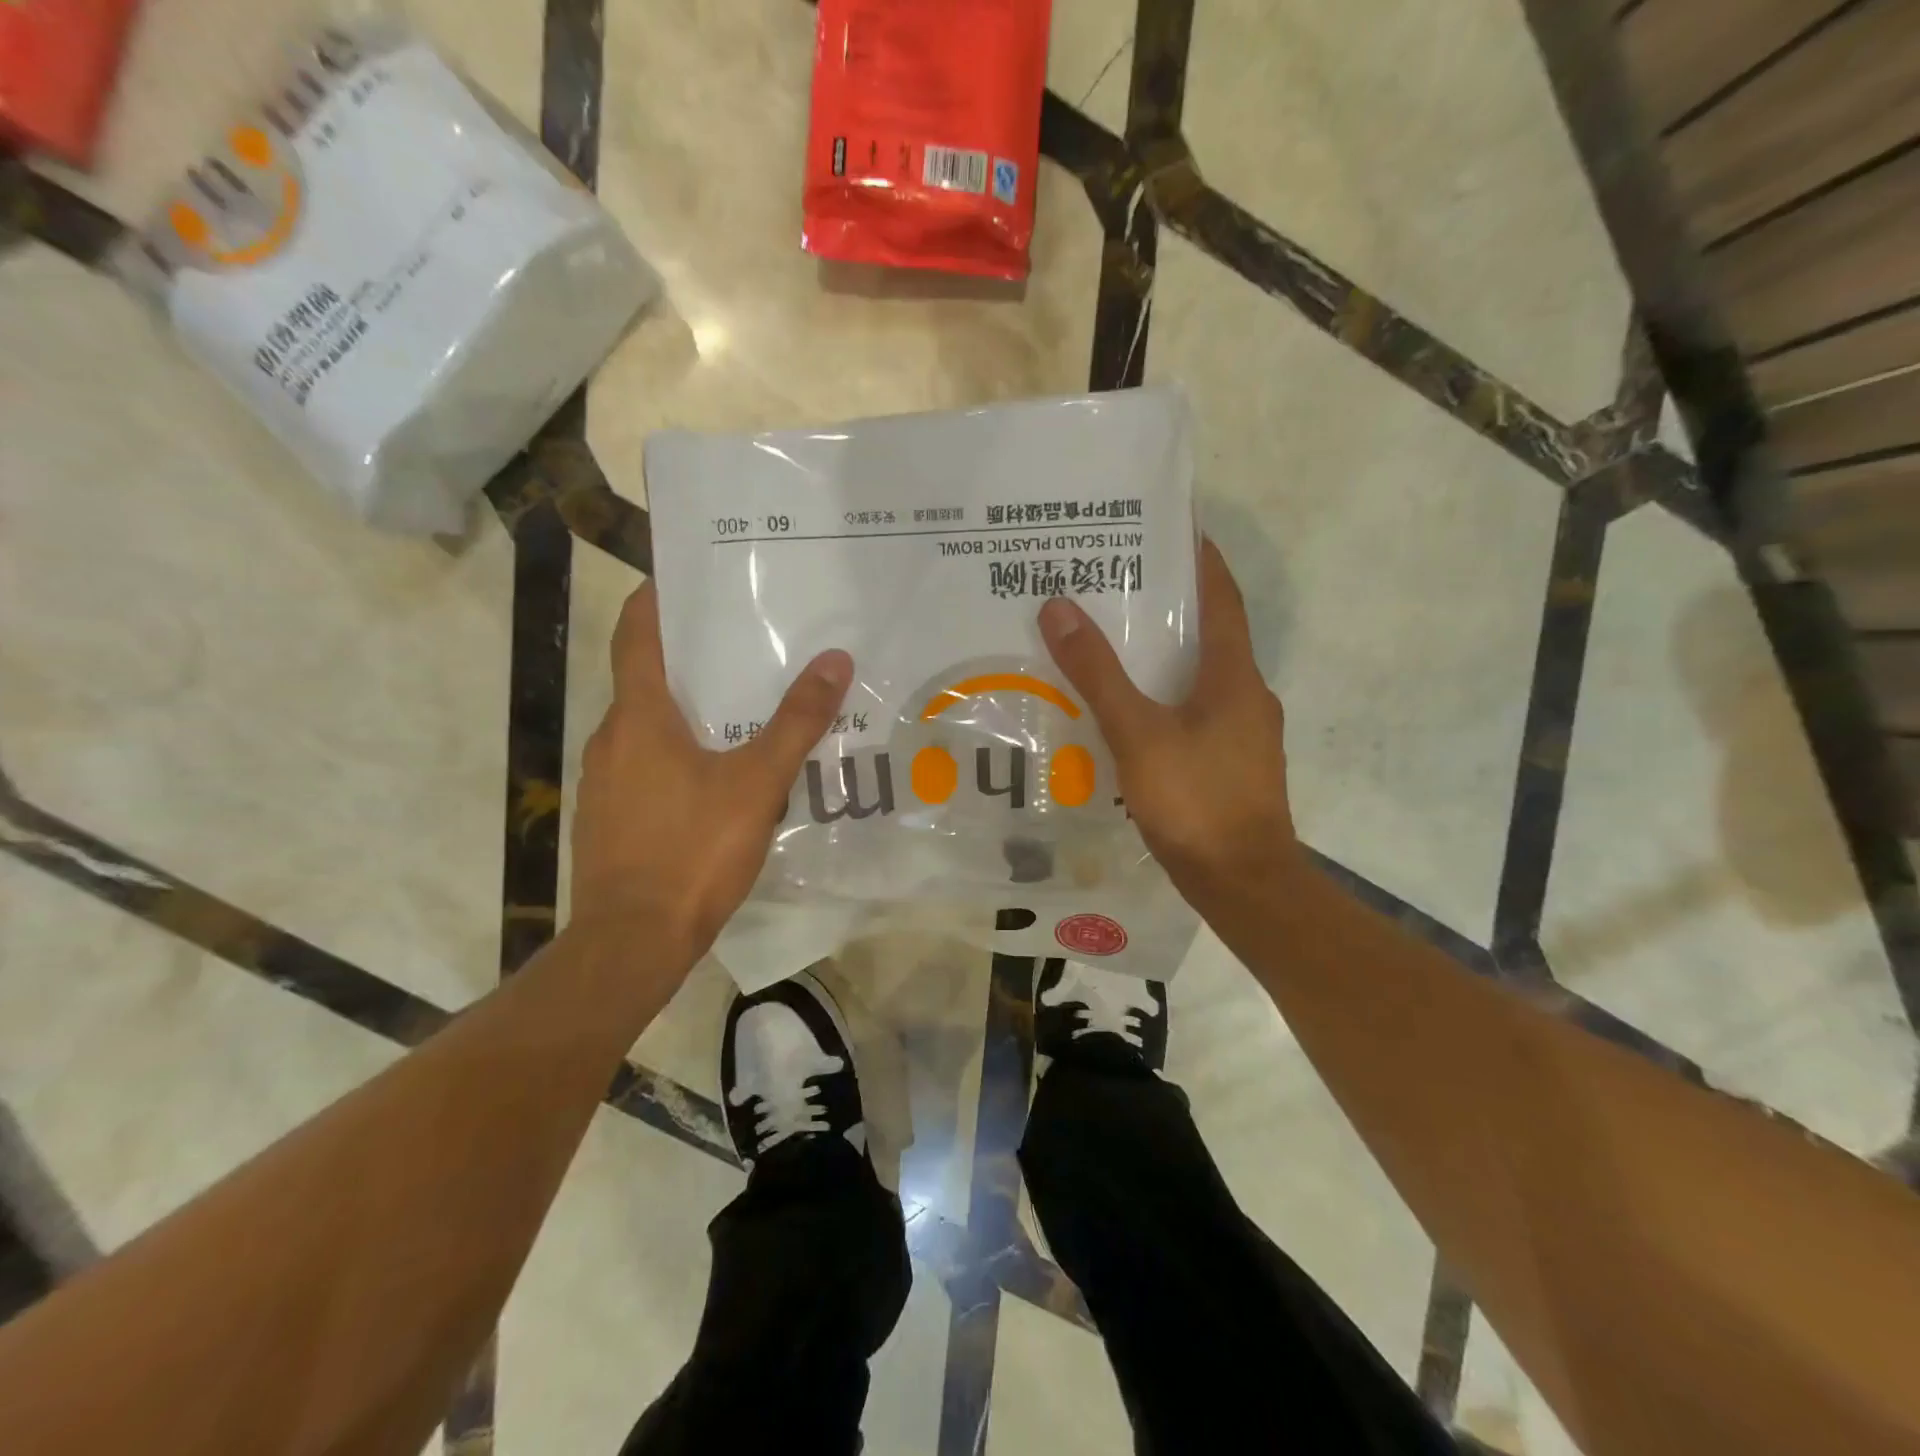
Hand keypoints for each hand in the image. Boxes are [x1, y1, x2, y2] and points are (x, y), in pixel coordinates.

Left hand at [572, 582, 851, 963]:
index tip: (680, 578)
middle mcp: (611, 739)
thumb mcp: (757, 783)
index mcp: (639, 717)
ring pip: (646, 728)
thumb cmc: (692, 850)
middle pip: (646, 680)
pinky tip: (718, 778)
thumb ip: (796, 722)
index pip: (635, 636)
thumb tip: (834, 660)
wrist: (633, 941)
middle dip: (690, 660)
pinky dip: (676, 755)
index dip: (654, 601)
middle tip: (743, 646)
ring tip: (742, 712)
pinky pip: (644, 767)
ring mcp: (603, 782)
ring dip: (686, 712)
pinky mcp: (608, 818)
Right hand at [1038, 539, 1302, 919]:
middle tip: (1118, 583)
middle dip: (1169, 606)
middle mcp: (1247, 694)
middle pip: (1209, 633)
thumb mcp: (1137, 733)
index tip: (1172, 525)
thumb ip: (1098, 674)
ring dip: (1165, 656)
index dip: (1200, 558)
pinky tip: (1130, 712)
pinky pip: (1197, 713)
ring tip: (1114, 642)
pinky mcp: (1232, 764)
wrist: (1243, 883)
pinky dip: (1167, 698)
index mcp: (1233, 675)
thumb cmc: (1195, 801)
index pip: (1221, 596)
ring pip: (1201, 677)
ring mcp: (1244, 733)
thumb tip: (1059, 607)